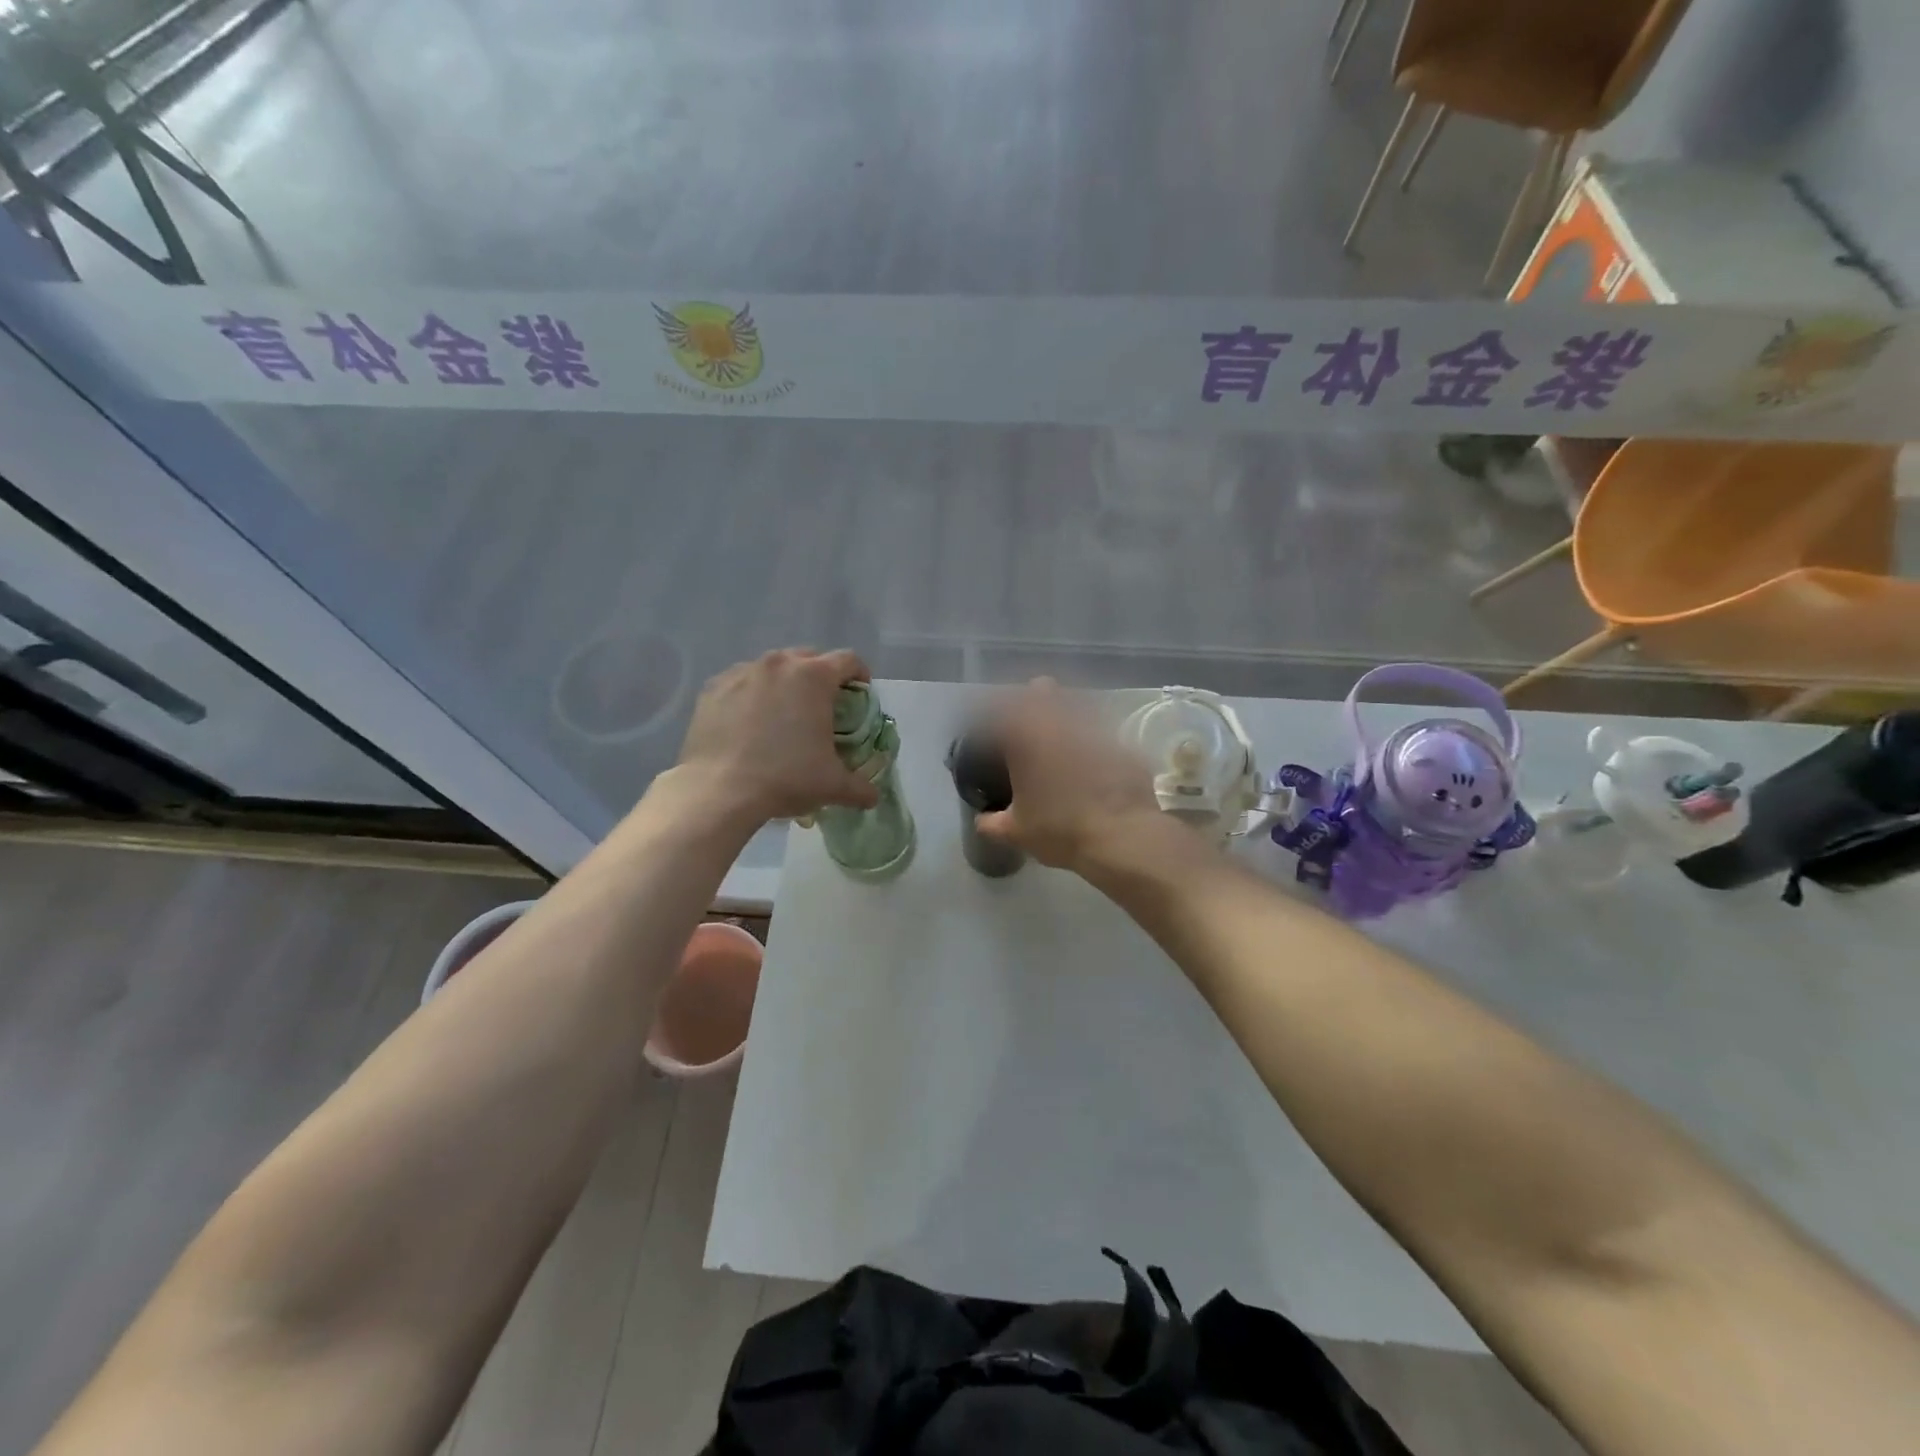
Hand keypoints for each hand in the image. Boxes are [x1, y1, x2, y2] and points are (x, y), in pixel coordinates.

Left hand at [675, 649, 880, 825]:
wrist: (719, 790)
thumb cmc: (785, 778)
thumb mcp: (832, 786)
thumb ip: (859, 787)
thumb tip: (873, 797)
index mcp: (814, 677)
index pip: (848, 660)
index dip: (859, 675)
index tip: (859, 693)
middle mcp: (779, 664)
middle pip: (809, 657)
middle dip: (820, 676)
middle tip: (822, 705)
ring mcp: (742, 672)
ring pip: (772, 667)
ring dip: (784, 683)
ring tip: (783, 713)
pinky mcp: (713, 687)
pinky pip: (741, 681)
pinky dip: (751, 694)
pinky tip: (749, 721)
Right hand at [974, 680, 1177, 877]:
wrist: (1122, 836)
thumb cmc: (1059, 830)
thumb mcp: (1016, 831)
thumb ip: (992, 822)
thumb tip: (982, 820)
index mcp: (1025, 737)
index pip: (999, 708)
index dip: (991, 713)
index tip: (989, 728)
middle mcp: (1059, 722)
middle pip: (1042, 689)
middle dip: (1031, 698)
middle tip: (1025, 722)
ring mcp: (1095, 728)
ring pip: (1075, 704)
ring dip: (1064, 714)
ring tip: (1059, 739)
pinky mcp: (1122, 743)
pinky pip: (1102, 731)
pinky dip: (1091, 741)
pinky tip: (1091, 763)